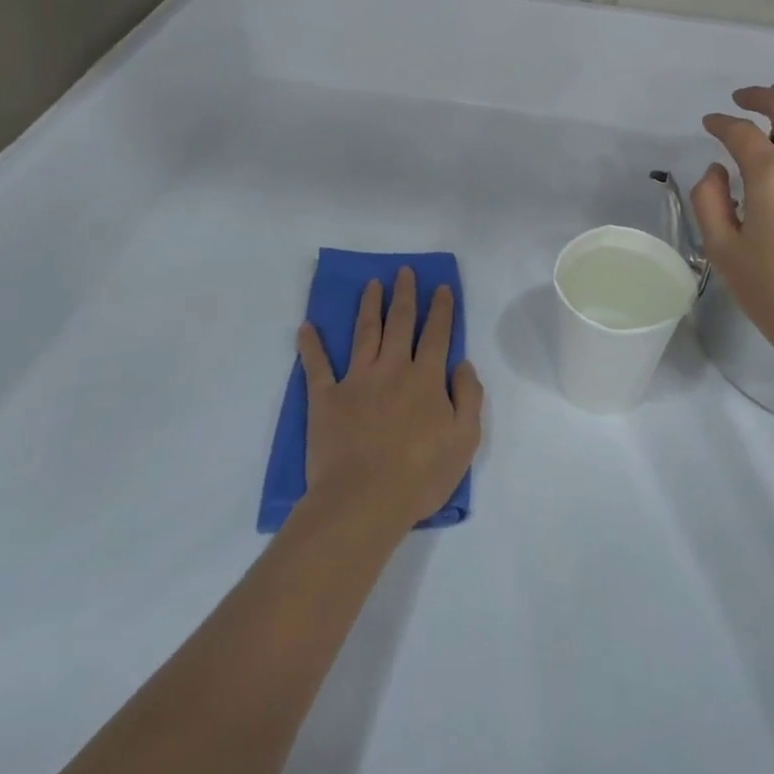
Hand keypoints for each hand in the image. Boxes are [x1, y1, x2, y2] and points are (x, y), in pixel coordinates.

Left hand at [297, 267, 483, 535]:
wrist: (364, 500)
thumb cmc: (420, 474)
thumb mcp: (465, 439)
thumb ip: (468, 396)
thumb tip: (463, 364)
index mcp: (426, 379)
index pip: (438, 335)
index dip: (441, 309)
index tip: (441, 288)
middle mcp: (392, 369)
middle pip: (400, 323)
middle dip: (405, 295)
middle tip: (404, 272)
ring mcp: (356, 381)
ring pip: (365, 333)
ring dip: (369, 306)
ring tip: (371, 284)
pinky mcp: (326, 398)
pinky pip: (317, 366)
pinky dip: (311, 345)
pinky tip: (305, 327)